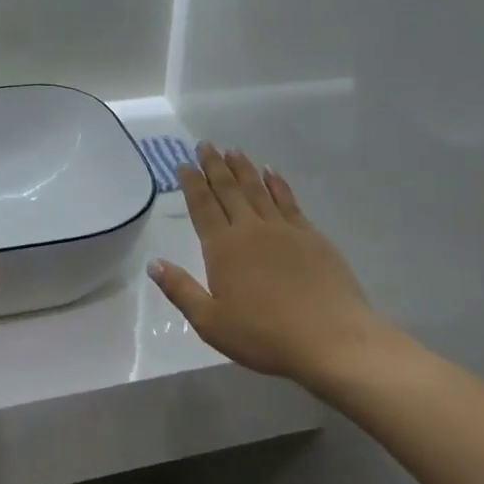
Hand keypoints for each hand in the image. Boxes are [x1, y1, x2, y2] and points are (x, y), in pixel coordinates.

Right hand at [149, 144, 412, 395]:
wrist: (330, 338)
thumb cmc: (263, 335)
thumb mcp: (210, 322)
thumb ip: (181, 290)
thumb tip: (154, 263)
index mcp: (223, 248)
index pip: (203, 207)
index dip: (191, 184)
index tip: (183, 164)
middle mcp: (251, 230)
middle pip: (229, 190)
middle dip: (214, 167)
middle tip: (205, 145)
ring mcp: (284, 230)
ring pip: (258, 189)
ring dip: (243, 169)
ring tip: (233, 150)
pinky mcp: (312, 236)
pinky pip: (289, 200)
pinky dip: (278, 184)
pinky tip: (272, 173)